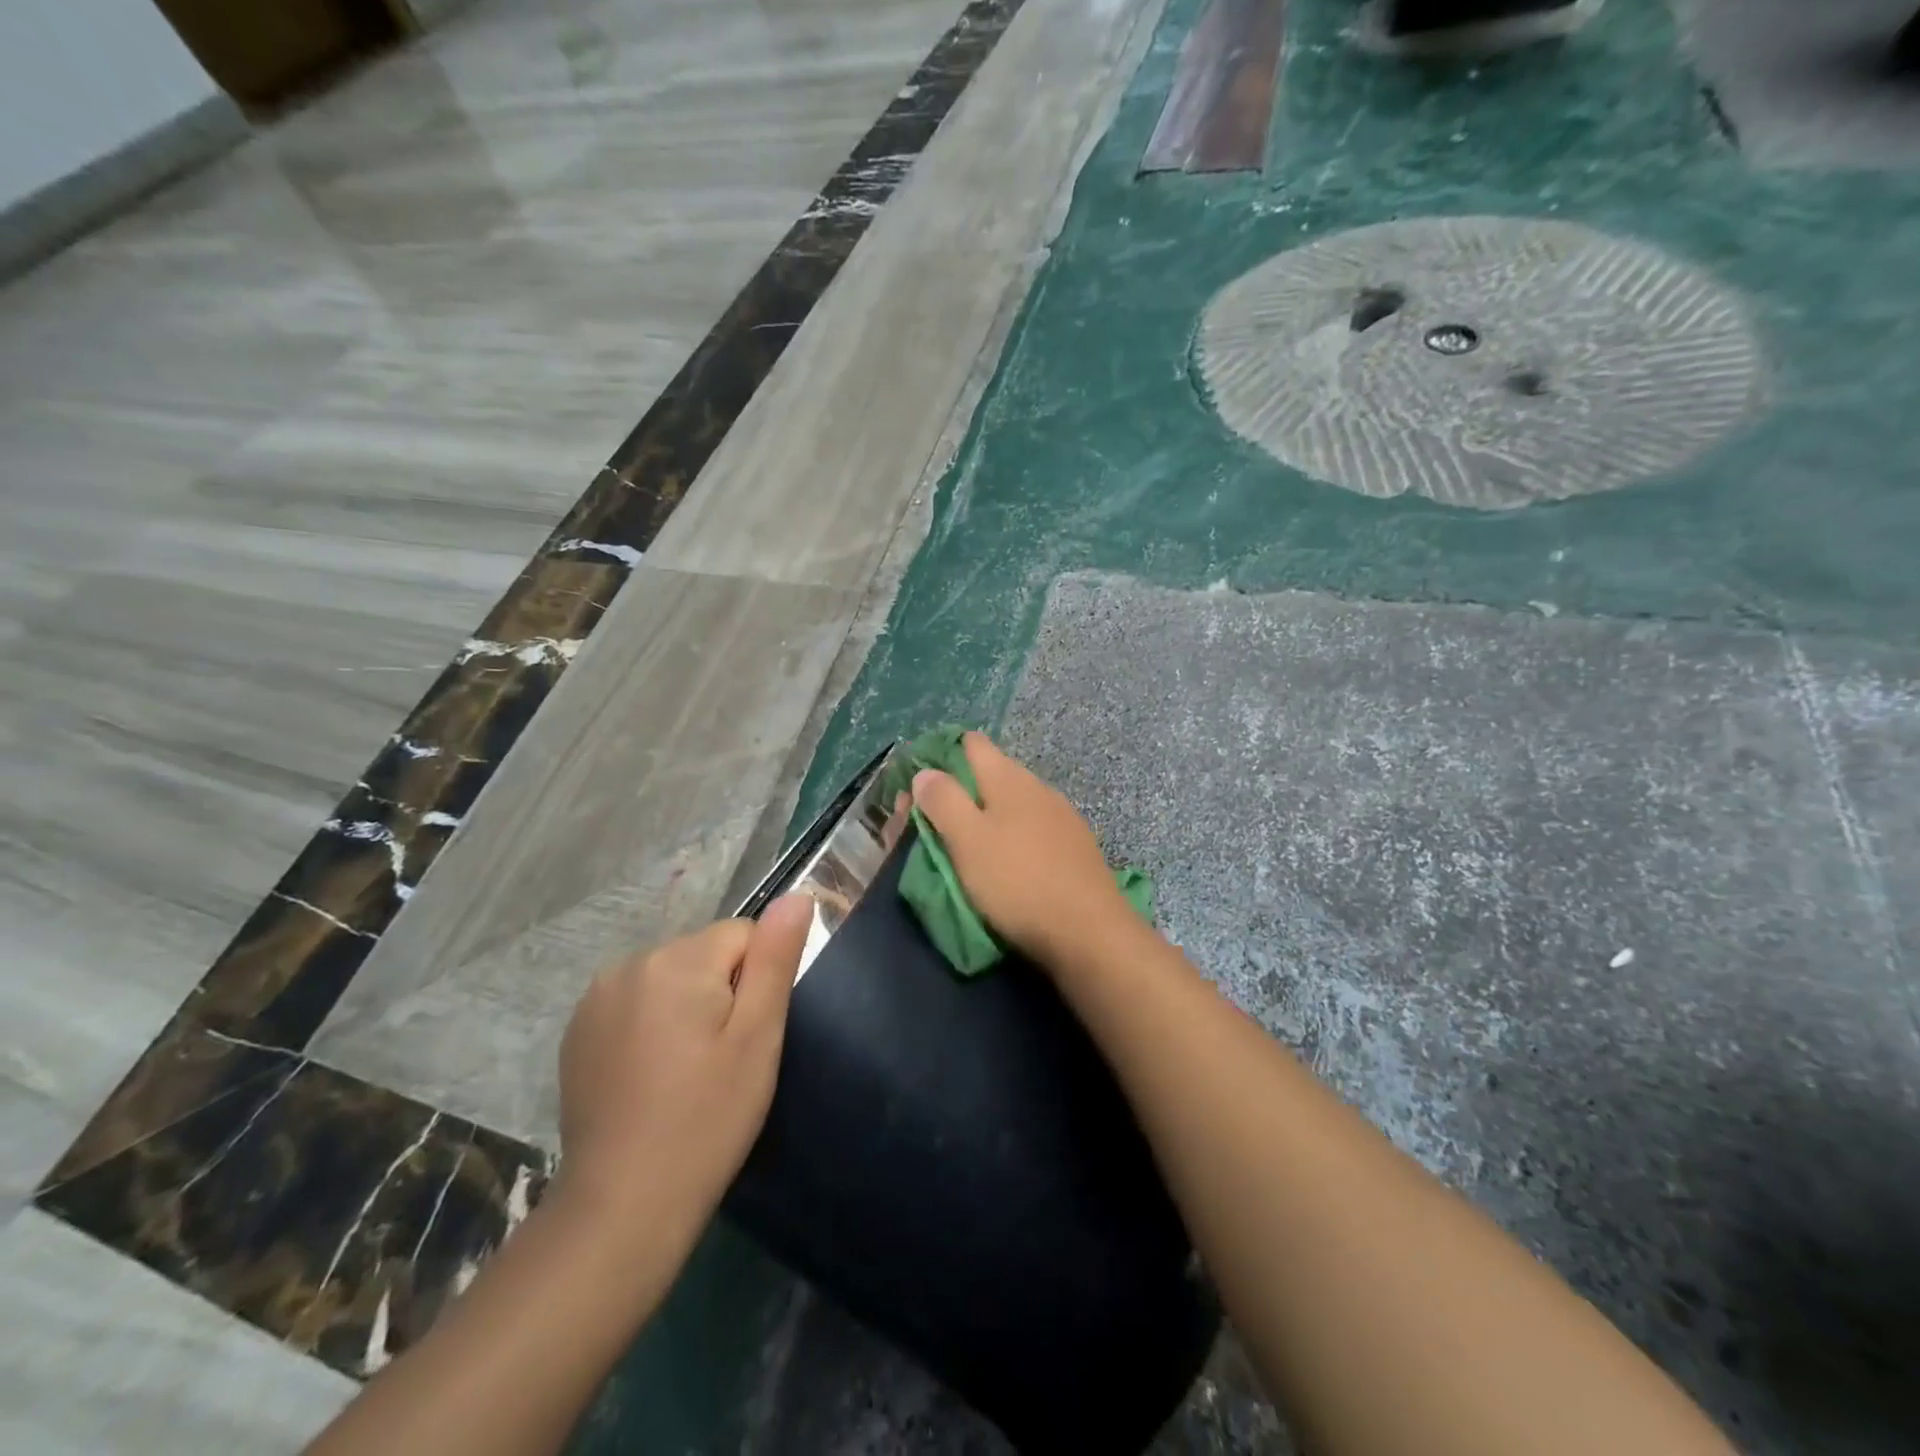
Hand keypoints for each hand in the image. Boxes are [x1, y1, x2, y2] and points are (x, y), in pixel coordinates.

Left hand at [556, 897, 812, 1227]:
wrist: (622, 1206)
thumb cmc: (707, 1118)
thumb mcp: (758, 1037)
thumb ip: (776, 958)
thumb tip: (798, 894)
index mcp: (677, 960)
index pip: (743, 936)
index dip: (757, 983)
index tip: (746, 1038)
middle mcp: (630, 963)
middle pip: (704, 954)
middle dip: (721, 992)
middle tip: (721, 1059)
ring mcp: (596, 997)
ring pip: (671, 977)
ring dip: (687, 1006)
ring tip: (687, 1070)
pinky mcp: (578, 1030)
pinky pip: (637, 1001)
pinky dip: (652, 1024)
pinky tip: (652, 1075)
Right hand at [910, 732, 1131, 971]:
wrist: (1089, 932)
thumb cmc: (1018, 881)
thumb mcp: (968, 840)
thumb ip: (944, 801)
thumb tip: (926, 772)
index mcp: (1008, 778)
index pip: (972, 744)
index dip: (942, 754)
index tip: (918, 782)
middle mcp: (1038, 787)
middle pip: (992, 773)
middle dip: (960, 792)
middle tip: (931, 824)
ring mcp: (1062, 817)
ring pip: (1014, 804)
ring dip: (987, 817)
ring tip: (965, 846)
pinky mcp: (1075, 848)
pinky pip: (1033, 830)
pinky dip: (1012, 838)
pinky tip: (1006, 862)